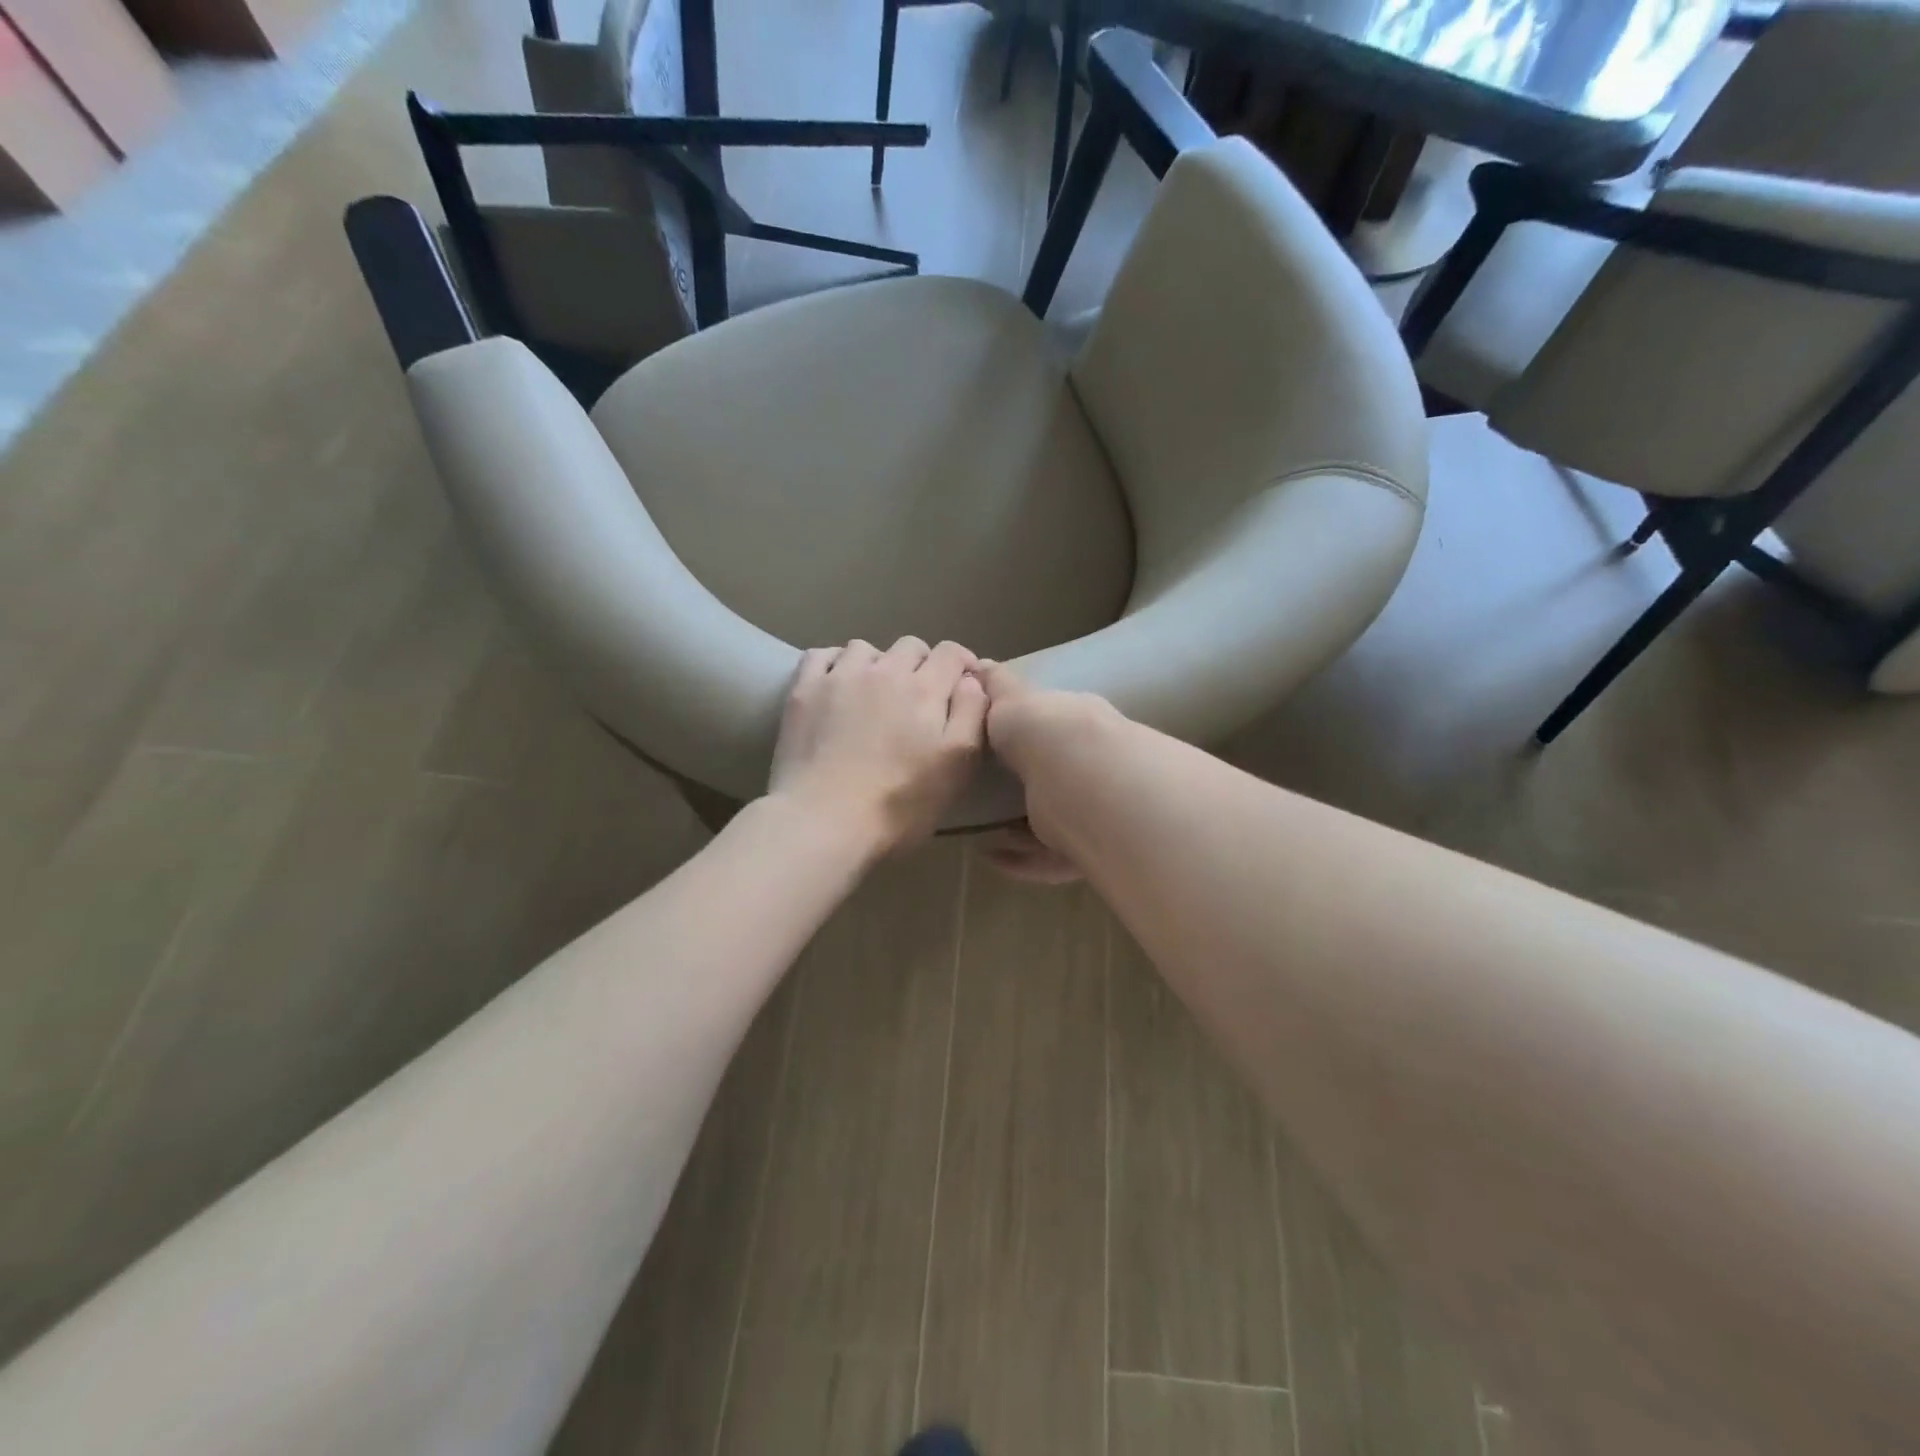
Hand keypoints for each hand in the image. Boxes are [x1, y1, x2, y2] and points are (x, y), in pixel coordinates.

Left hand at [769, 638, 988, 853]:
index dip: (962, 664)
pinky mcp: (804, 691)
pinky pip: (821, 655)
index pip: (951, 653)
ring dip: (878, 663)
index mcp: (924, 689)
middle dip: (922, 664)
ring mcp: (840, 677)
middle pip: (910, 646)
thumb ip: (971, 715)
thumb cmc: (899, 802)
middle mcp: (884, 670)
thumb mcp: (957, 766)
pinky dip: (835, 663)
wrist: (824, 820)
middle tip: (919, 697)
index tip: (963, 684)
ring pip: (865, 648)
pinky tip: (837, 684)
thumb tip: (972, 680)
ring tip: (875, 692)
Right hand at [975, 662, 1118, 882]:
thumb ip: (997, 688)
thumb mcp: (1013, 699)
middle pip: (1059, 778)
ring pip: (1057, 822)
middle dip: (1028, 785)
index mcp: (1078, 726)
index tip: (997, 746)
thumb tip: (980, 665)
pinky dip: (1021, 860)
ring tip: (983, 830)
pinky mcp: (1087, 850)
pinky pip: (1050, 859)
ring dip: (1020, 829)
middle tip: (987, 792)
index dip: (1030, 736)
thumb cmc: (1046, 730)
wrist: (1082, 776)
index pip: (1056, 729)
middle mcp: (1092, 766)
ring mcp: (1094, 811)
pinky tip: (991, 855)